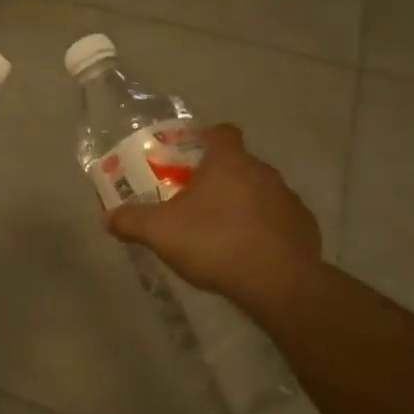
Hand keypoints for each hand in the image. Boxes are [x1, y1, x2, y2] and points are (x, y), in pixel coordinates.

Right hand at [107, 125, 322, 302]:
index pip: (221, 132)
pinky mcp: (304, 227)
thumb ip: (131, 221)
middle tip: (194, 202)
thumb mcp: (159, 232)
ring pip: (259, 192)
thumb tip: (108, 217)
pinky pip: (278, 220)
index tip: (189, 156)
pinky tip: (248, 253)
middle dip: (218, 178)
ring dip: (242, 204)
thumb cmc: (214, 242)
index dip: (204, 139)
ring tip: (221, 232)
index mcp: (228, 162)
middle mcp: (263, 171)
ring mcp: (288, 199)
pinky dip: (264, 230)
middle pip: (238, 164)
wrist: (278, 282)